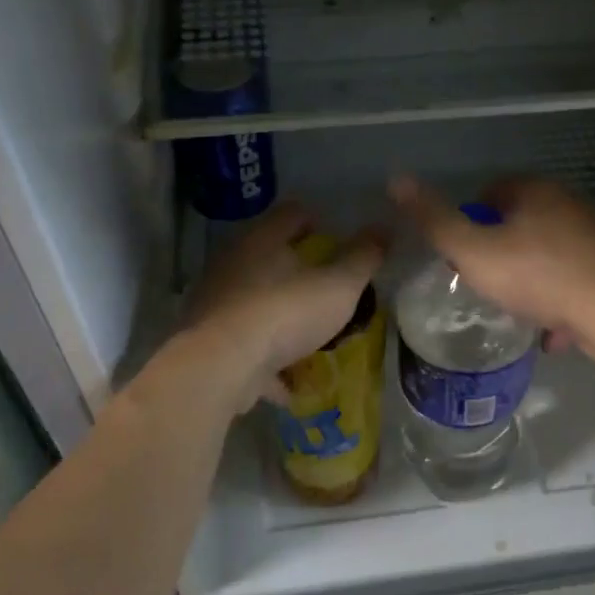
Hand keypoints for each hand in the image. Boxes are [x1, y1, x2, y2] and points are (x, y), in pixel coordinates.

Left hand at [183, 200, 386, 410]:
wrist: (222, 367)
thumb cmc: (286, 313)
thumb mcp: (339, 285)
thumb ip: (362, 258)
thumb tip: (382, 230)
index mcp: (263, 240)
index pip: (292, 214)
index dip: (317, 220)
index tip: (337, 237)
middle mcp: (233, 265)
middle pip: (270, 258)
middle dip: (299, 271)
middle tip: (330, 286)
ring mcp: (217, 304)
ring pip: (257, 303)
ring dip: (282, 316)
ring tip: (312, 334)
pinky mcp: (211, 342)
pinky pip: (247, 347)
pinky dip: (268, 360)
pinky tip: (290, 380)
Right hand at [388, 174, 594, 364]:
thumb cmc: (538, 277)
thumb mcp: (473, 251)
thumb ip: (434, 219)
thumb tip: (396, 179)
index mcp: (536, 190)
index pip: (491, 192)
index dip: (471, 223)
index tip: (464, 258)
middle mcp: (571, 202)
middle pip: (521, 223)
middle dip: (502, 253)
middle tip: (489, 285)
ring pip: (550, 254)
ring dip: (533, 280)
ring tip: (520, 311)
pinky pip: (577, 278)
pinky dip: (562, 299)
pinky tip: (554, 330)